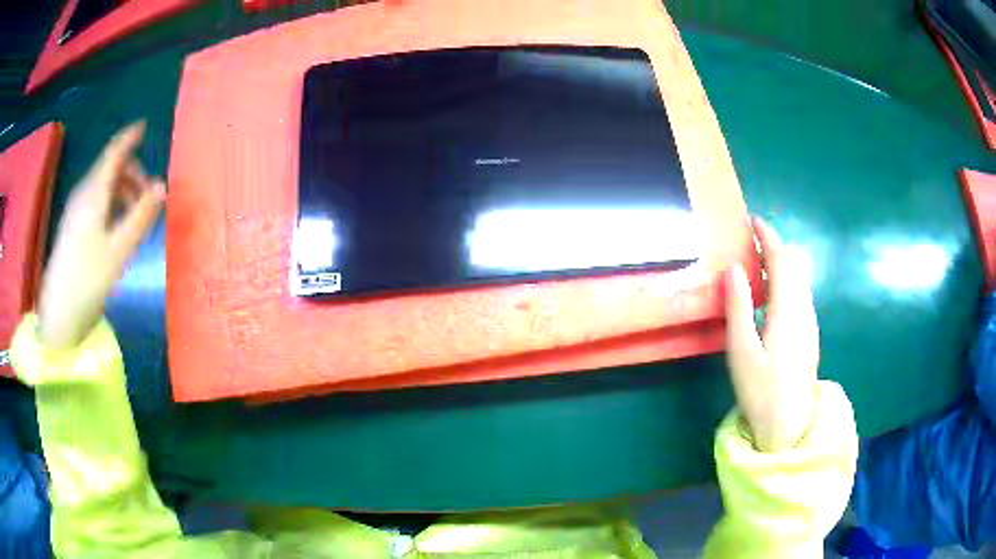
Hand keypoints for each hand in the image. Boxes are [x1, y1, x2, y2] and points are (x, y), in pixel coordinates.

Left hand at [37, 122, 164, 348]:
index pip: (114, 153)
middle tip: (149, 195)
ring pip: (103, 185)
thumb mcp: (119, 250)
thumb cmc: (88, 279)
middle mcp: (84, 194)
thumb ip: (140, 216)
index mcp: (94, 193)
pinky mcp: (73, 227)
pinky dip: (112, 203)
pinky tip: (118, 226)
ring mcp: (76, 211)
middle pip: (109, 168)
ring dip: (123, 190)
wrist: (58, 314)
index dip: (129, 137)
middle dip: (131, 172)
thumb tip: (161, 186)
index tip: (144, 127)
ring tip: (136, 215)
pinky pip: (96, 201)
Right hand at [724, 217, 818, 451]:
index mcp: (787, 311)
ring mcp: (810, 323)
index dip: (768, 236)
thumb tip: (733, 268)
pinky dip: (787, 280)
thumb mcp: (742, 352)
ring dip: (781, 263)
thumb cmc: (761, 392)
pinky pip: (801, 293)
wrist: (790, 426)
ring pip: (800, 279)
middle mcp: (804, 310)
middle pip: (794, 265)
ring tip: (757, 263)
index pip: (781, 260)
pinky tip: (772, 294)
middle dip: (775, 246)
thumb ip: (738, 307)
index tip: (752, 220)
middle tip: (750, 241)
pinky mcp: (810, 334)